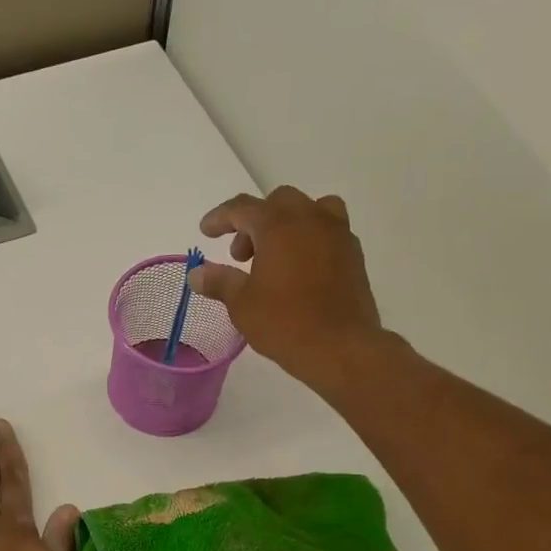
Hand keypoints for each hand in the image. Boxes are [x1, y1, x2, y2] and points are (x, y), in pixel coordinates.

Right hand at [190, 186, 389, 395]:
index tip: (206, 232)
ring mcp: (337, 234)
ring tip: (276, 254)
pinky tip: (300, 269)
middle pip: (278, 202)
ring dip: (288, 223)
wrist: (341, 347)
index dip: (220, 217)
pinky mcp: (354, 254)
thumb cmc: (285, 323)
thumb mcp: (242, 304)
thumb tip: (197, 274)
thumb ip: (219, 281)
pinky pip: (329, 230)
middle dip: (254, 222)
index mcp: (278, 225)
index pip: (242, 207)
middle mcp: (310, 219)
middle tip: (241, 256)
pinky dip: (310, 238)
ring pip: (310, 209)